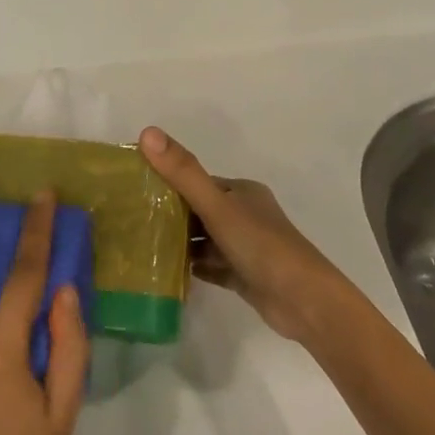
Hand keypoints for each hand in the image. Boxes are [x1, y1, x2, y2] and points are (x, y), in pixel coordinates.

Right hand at [140, 126, 350, 342]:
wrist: (304, 302)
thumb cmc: (261, 245)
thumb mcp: (217, 206)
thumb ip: (182, 173)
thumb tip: (147, 132)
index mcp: (241, 192)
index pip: (197, 182)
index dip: (168, 182)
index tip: (134, 189)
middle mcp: (244, 214)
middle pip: (199, 210)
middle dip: (170, 214)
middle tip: (131, 221)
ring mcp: (245, 247)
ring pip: (204, 239)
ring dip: (179, 242)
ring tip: (140, 246)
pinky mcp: (244, 276)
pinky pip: (211, 266)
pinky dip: (192, 267)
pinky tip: (165, 272)